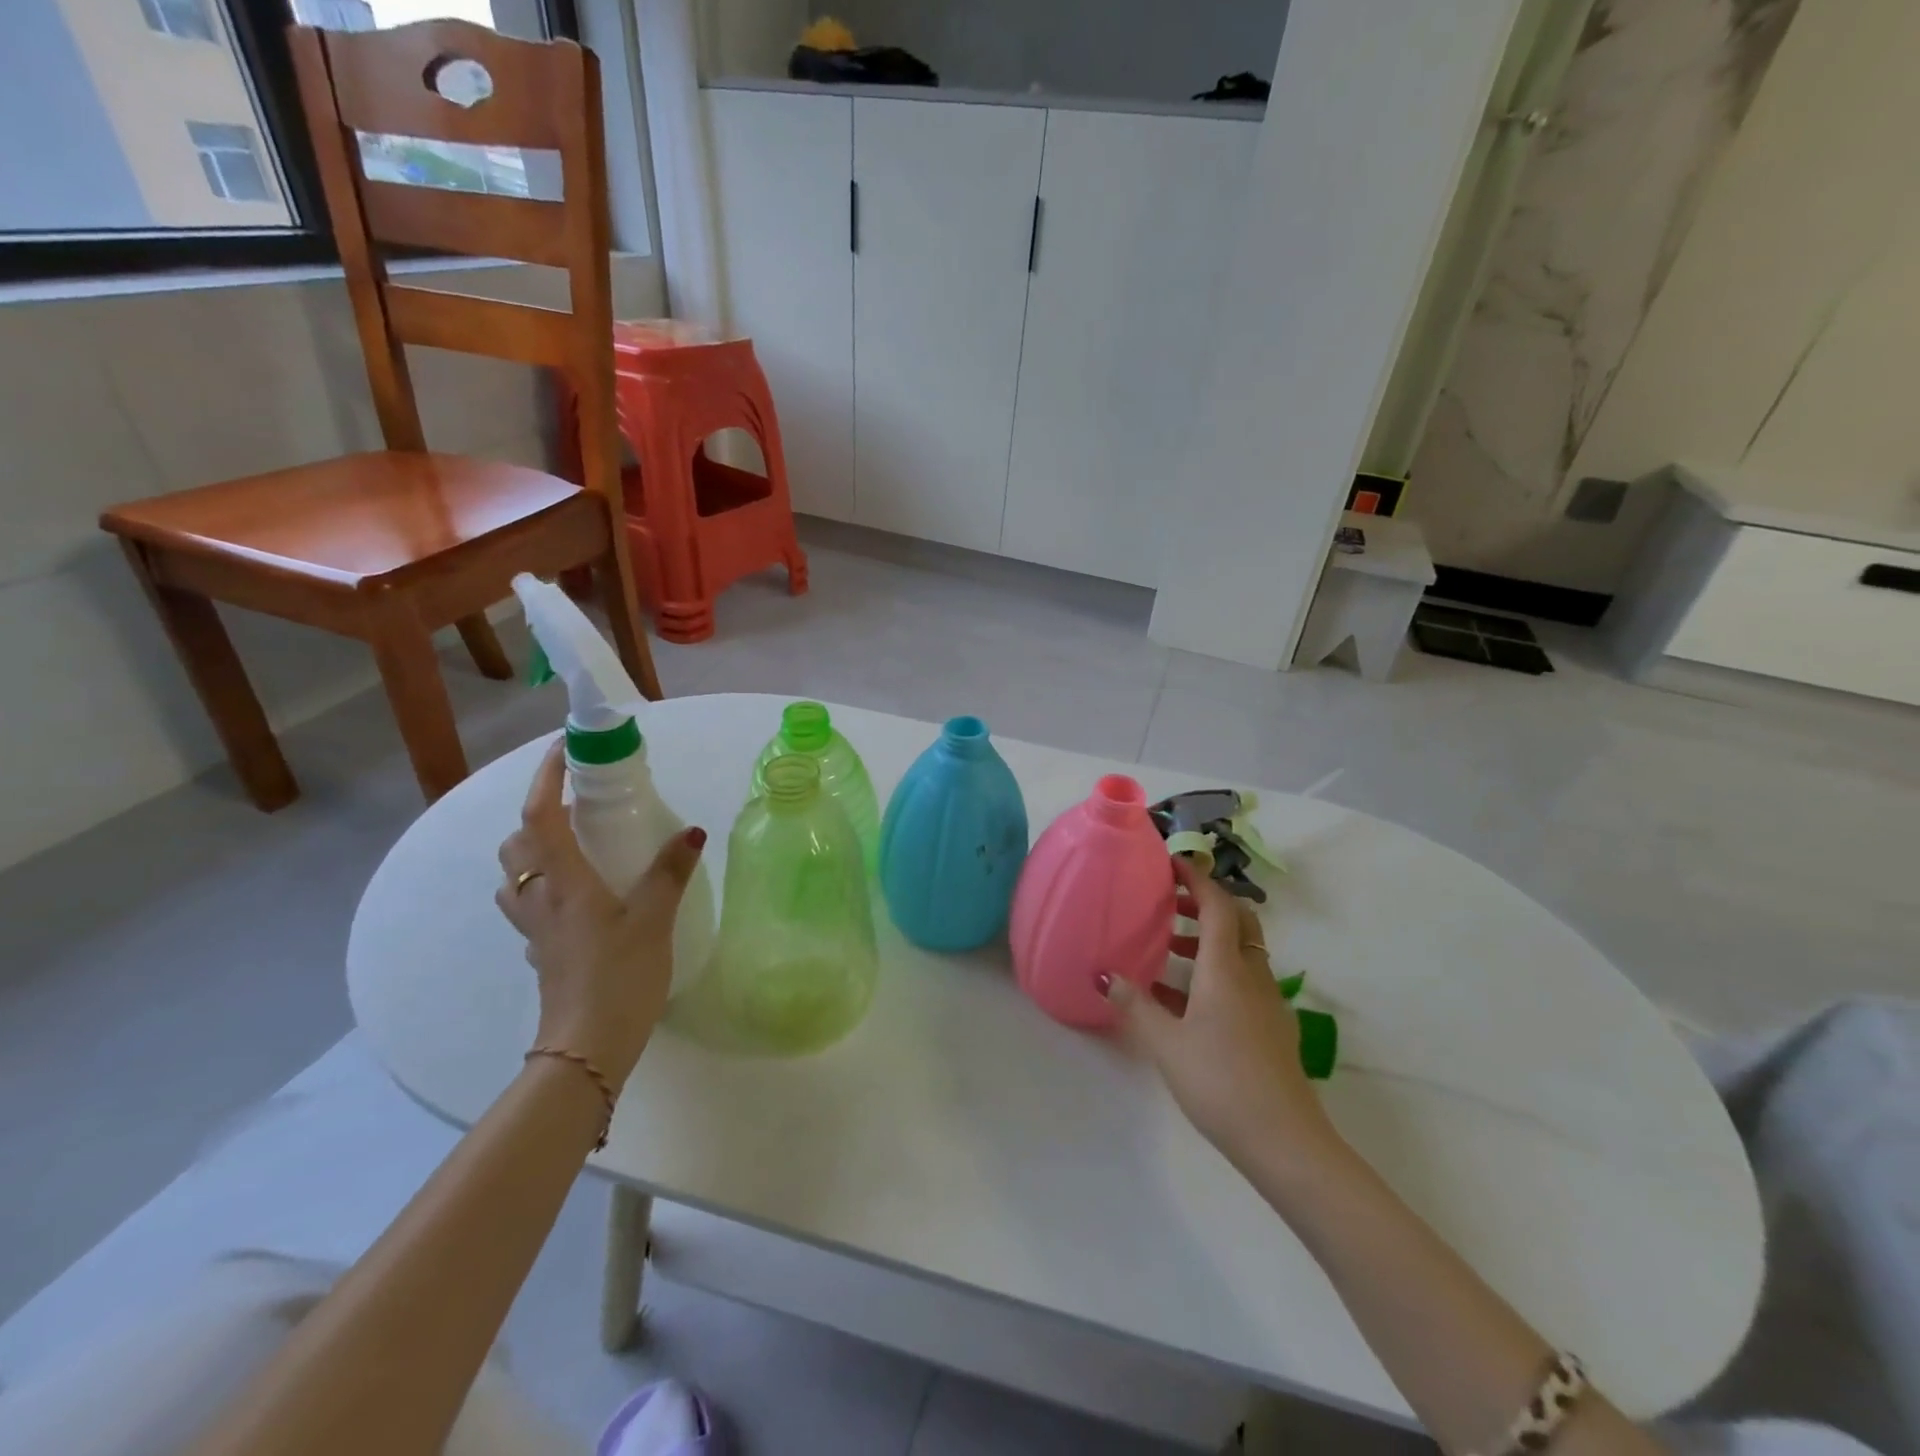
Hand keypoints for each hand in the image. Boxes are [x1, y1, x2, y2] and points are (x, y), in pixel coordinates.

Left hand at [495, 739, 705, 1086]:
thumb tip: (692, 831)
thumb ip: (670, 873)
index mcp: (562, 883)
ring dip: (533, 851)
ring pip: (515, 877)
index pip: (539, 817)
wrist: (587, 1048)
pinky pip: (529, 905)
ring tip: (574, 846)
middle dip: (536, 815)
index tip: (561, 751)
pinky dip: (543, 885)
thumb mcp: (653, 920)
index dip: (544, 779)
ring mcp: (535, 929)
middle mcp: (539, 900)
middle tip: (576, 806)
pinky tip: (577, 897)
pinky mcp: (542, 952)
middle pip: (516, 845)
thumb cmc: (618, 976)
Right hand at [1102, 855, 1337, 1173]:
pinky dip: (1218, 971)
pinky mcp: (1273, 1027)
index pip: (1217, 905)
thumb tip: (1103, 974)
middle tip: (1172, 904)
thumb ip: (1134, 1005)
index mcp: (1227, 968)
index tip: (1172, 863)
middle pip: (1237, 921)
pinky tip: (1187, 1000)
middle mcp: (1252, 975)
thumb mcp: (1166, 1042)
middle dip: (1207, 904)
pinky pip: (1245, 980)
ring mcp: (1268, 1002)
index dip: (1197, 879)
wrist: (1285, 1142)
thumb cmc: (1220, 1081)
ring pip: (1242, 952)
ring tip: (1171, 950)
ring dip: (1210, 939)